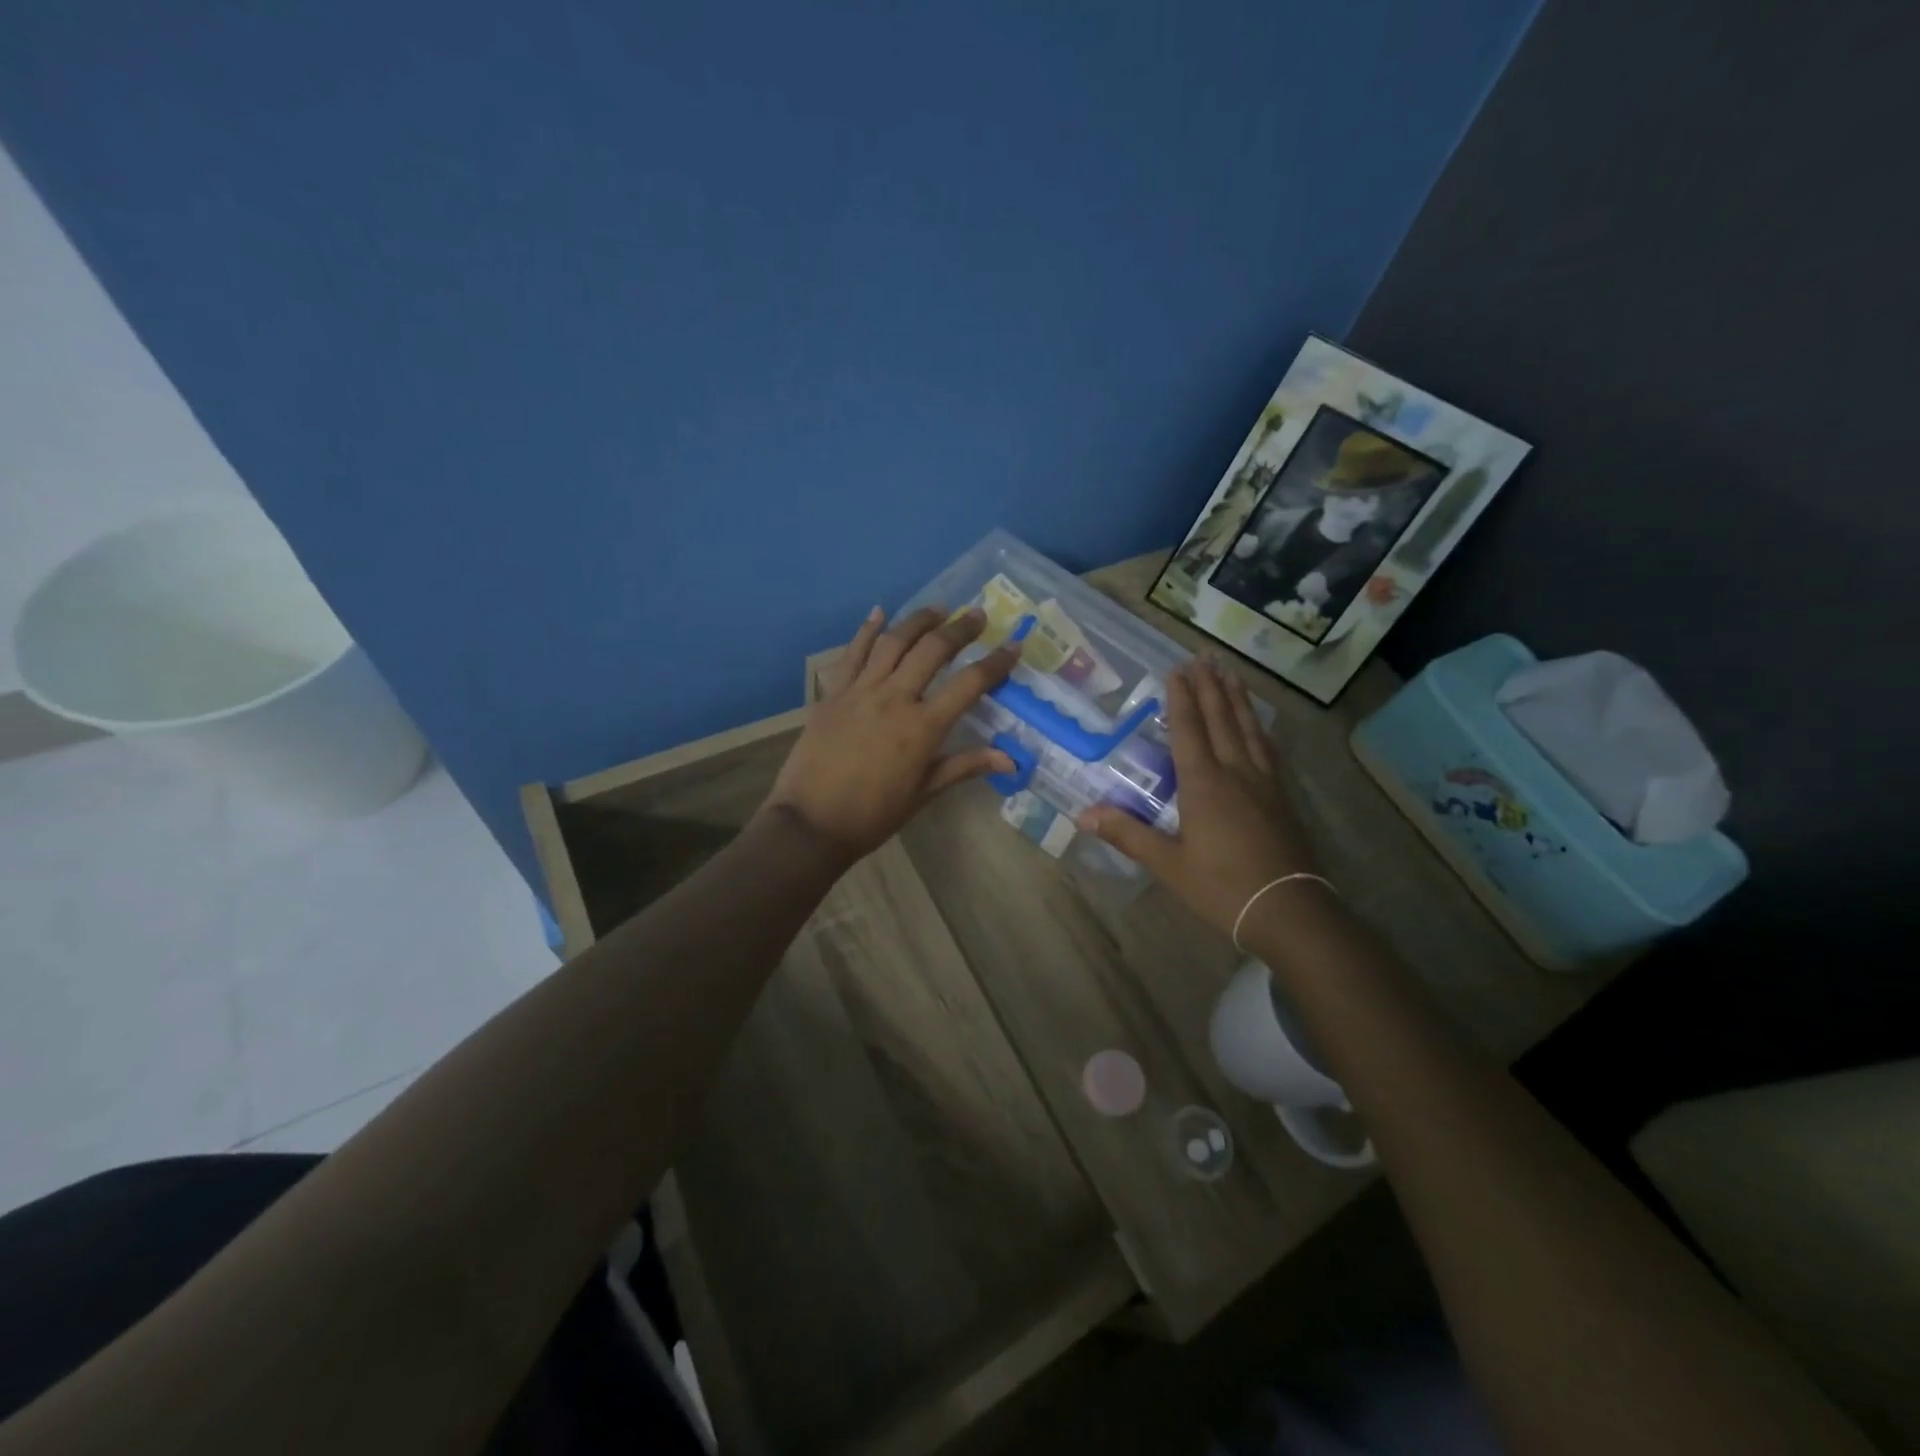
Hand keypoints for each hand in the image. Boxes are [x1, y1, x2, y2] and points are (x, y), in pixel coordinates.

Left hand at [762, 605, 1018, 862]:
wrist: (811, 823)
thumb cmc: (873, 815)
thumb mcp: (924, 793)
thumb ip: (965, 766)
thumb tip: (1011, 759)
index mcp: (923, 727)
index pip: (969, 684)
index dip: (995, 663)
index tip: (1013, 646)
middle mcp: (895, 698)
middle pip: (932, 650)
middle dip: (960, 629)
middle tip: (977, 616)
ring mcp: (860, 691)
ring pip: (894, 642)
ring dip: (918, 621)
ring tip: (938, 610)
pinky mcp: (833, 693)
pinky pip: (852, 654)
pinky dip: (866, 630)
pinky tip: (879, 612)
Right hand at [1077, 657, 1321, 938]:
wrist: (1288, 910)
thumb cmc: (1221, 887)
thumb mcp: (1168, 864)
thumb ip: (1127, 834)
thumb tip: (1083, 815)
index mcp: (1203, 784)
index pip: (1188, 730)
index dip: (1180, 698)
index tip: (1176, 669)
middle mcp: (1234, 772)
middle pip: (1221, 719)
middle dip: (1210, 686)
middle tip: (1204, 656)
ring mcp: (1263, 782)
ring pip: (1248, 728)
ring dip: (1237, 698)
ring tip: (1232, 672)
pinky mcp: (1281, 796)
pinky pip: (1267, 748)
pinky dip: (1258, 727)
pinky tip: (1259, 724)